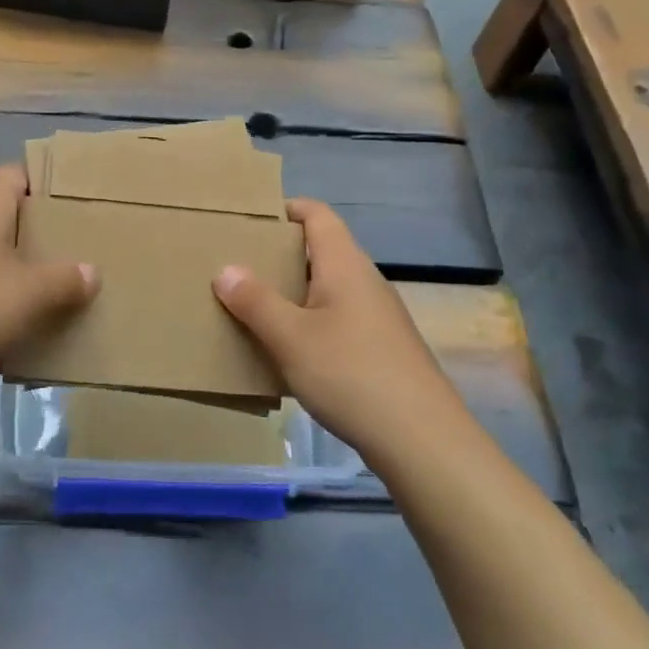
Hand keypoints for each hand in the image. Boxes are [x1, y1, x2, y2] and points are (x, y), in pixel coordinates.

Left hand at [0, 165, 97, 404]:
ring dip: (20, 271)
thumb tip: (91, 272)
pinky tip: (17, 325)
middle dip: (43, 235)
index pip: (22, 173)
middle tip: (80, 254)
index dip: (52, 187)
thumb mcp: (31, 293)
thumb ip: (67, 279)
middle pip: (9, 214)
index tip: (82, 209)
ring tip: (57, 292)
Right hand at [213, 198, 465, 458]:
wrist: (423, 440)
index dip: (286, 209)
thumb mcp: (291, 338)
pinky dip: (313, 322)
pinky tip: (293, 352)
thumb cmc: (351, 374)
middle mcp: (366, 280)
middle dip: (282, 255)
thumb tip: (226, 269)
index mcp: (345, 264)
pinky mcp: (384, 347)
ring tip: (258, 309)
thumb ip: (255, 301)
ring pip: (331, 288)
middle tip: (242, 268)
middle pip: (322, 250)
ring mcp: (379, 315)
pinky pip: (341, 318)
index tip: (250, 222)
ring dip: (296, 292)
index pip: (317, 214)